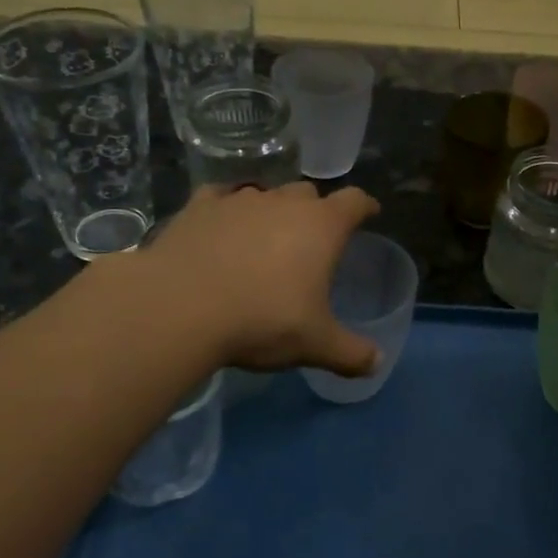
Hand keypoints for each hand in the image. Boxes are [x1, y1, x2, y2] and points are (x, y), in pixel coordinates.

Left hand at [137, 183, 382, 376]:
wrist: (179, 307)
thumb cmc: (262, 320)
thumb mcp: (315, 344)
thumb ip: (350, 353)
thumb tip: (377, 364)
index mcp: (321, 227)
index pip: (354, 202)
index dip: (365, 207)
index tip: (369, 213)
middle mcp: (283, 202)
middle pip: (308, 193)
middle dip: (315, 210)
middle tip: (313, 238)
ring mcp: (238, 200)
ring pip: (265, 194)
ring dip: (271, 211)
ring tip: (266, 237)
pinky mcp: (199, 207)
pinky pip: (221, 199)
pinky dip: (227, 211)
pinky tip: (221, 228)